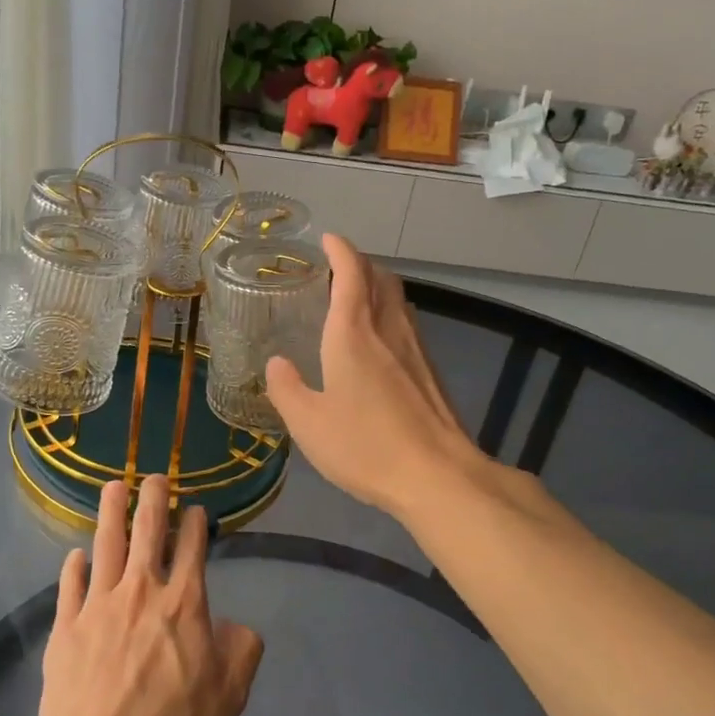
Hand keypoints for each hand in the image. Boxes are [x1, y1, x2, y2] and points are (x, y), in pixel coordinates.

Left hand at [39, 477, 263, 715]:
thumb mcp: (230, 695)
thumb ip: (242, 650)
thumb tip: (234, 626)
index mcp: (184, 602)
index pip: (193, 547)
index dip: (196, 523)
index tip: (196, 509)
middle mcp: (141, 590)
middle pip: (147, 529)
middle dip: (153, 497)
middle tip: (154, 476)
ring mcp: (98, 605)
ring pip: (105, 544)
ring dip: (110, 511)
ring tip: (112, 487)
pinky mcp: (65, 627)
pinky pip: (70, 585)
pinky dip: (74, 566)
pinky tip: (75, 555)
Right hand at [266, 235, 488, 517]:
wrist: (437, 475)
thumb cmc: (365, 446)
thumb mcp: (308, 423)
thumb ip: (287, 389)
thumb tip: (277, 364)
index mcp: (353, 334)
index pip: (350, 273)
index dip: (340, 250)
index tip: (328, 239)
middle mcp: (388, 330)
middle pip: (380, 278)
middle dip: (360, 263)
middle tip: (337, 267)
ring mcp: (415, 349)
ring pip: (398, 300)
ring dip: (377, 286)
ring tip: (356, 296)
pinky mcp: (430, 372)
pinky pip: (407, 324)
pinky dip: (390, 314)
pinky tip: (380, 341)